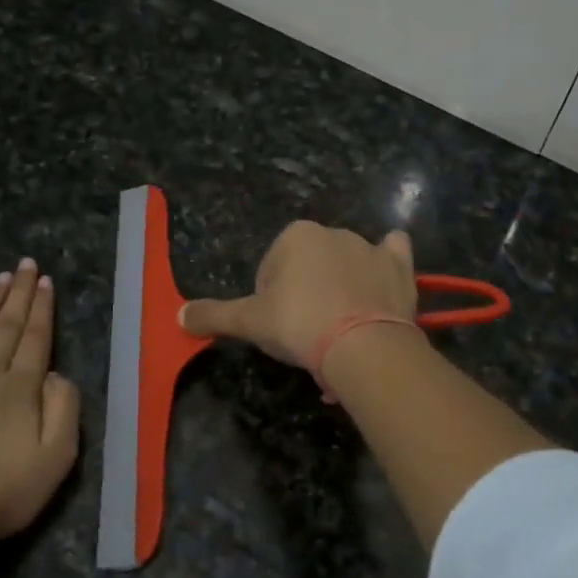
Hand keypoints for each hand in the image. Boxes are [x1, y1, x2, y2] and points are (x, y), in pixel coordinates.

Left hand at [0, 259, 79, 547]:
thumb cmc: (2, 492)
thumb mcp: (57, 458)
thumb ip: (64, 409)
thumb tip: (55, 373)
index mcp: (20, 387)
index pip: (35, 337)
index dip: (41, 308)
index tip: (45, 281)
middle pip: (5, 325)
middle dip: (18, 293)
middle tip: (25, 264)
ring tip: (0, 278)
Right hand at [181, 221, 418, 366]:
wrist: (362, 346)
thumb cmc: (299, 325)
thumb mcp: (249, 322)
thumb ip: (213, 315)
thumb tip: (178, 316)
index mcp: (295, 235)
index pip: (271, 269)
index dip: (269, 299)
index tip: (278, 327)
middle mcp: (333, 232)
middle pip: (308, 265)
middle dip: (304, 292)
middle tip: (306, 332)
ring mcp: (370, 247)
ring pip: (347, 262)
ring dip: (340, 286)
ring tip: (339, 328)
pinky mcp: (400, 267)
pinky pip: (393, 253)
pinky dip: (387, 262)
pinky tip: (381, 282)